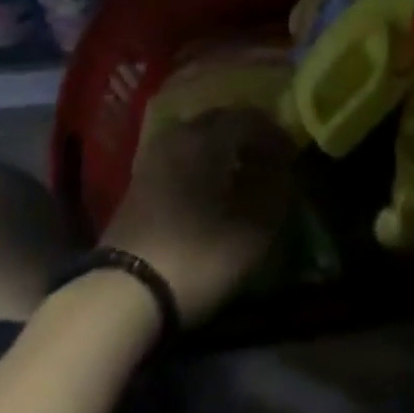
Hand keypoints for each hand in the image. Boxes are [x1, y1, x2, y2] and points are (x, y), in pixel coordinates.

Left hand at [101, 108, 296, 325]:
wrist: (122, 293)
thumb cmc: (195, 256)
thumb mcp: (251, 232)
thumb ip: (275, 193)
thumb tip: (284, 171)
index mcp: (207, 137)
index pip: (250, 118)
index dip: (275, 135)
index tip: (292, 157)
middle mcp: (179, 134)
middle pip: (222, 122)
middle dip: (249, 137)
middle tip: (270, 161)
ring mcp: (155, 155)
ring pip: (199, 137)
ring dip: (225, 149)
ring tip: (243, 176)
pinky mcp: (141, 179)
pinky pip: (182, 154)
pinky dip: (203, 162)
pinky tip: (213, 189)